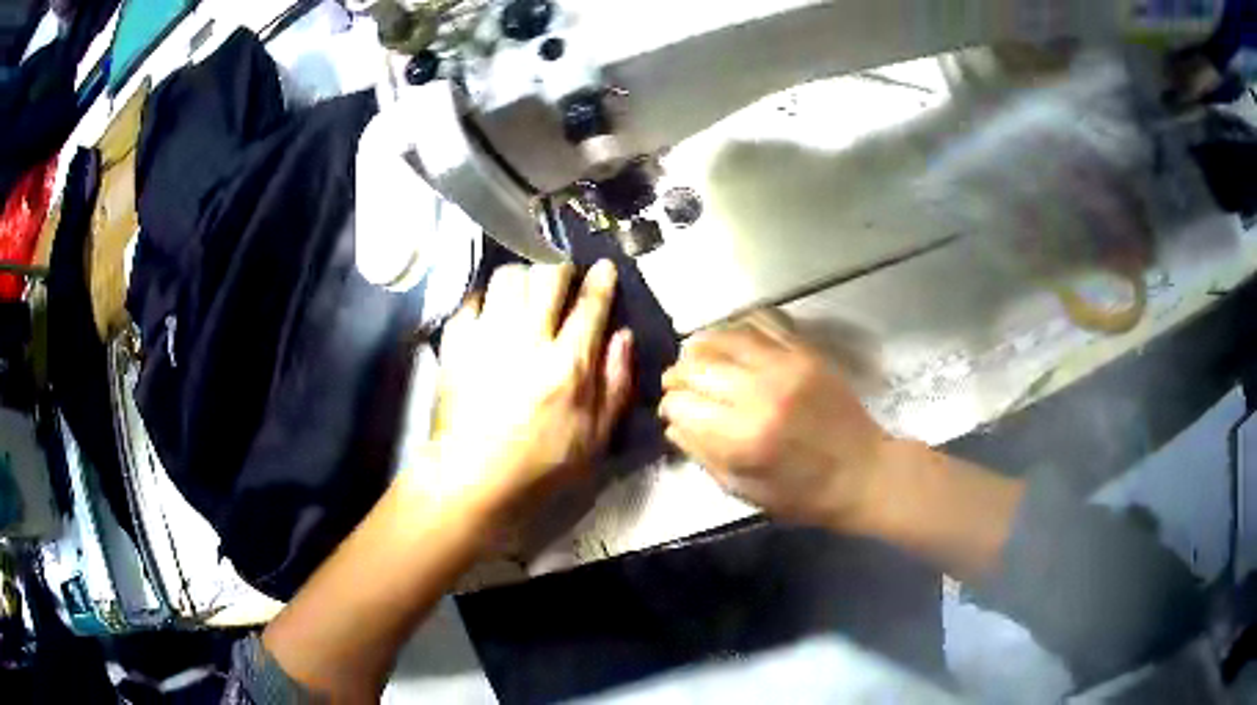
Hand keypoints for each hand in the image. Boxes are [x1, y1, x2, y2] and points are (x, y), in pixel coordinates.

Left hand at [422, 260, 633, 520]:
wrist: (471, 478)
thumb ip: (616, 383)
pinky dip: (485, 298)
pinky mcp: (455, 343)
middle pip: (547, 276)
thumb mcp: (595, 438)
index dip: (601, 280)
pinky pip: (471, 300)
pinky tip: (490, 311)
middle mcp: (527, 339)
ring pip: (507, 278)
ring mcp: (486, 337)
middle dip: (561, 267)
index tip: (605, 267)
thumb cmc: (540, 465)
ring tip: (526, 289)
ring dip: (523, 276)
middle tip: (564, 276)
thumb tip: (623, 335)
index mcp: (567, 364)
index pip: (590, 304)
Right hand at [660, 310, 896, 530]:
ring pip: (724, 338)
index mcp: (743, 437)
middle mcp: (760, 393)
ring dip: (701, 348)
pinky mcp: (805, 352)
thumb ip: (704, 455)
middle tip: (676, 384)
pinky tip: (730, 343)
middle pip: (697, 367)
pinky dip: (736, 330)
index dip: (670, 407)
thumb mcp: (745, 491)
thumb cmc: (803, 494)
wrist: (863, 472)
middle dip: (678, 375)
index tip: (673, 413)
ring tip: (697, 359)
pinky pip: (760, 324)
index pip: (682, 405)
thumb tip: (674, 425)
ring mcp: (785, 366)